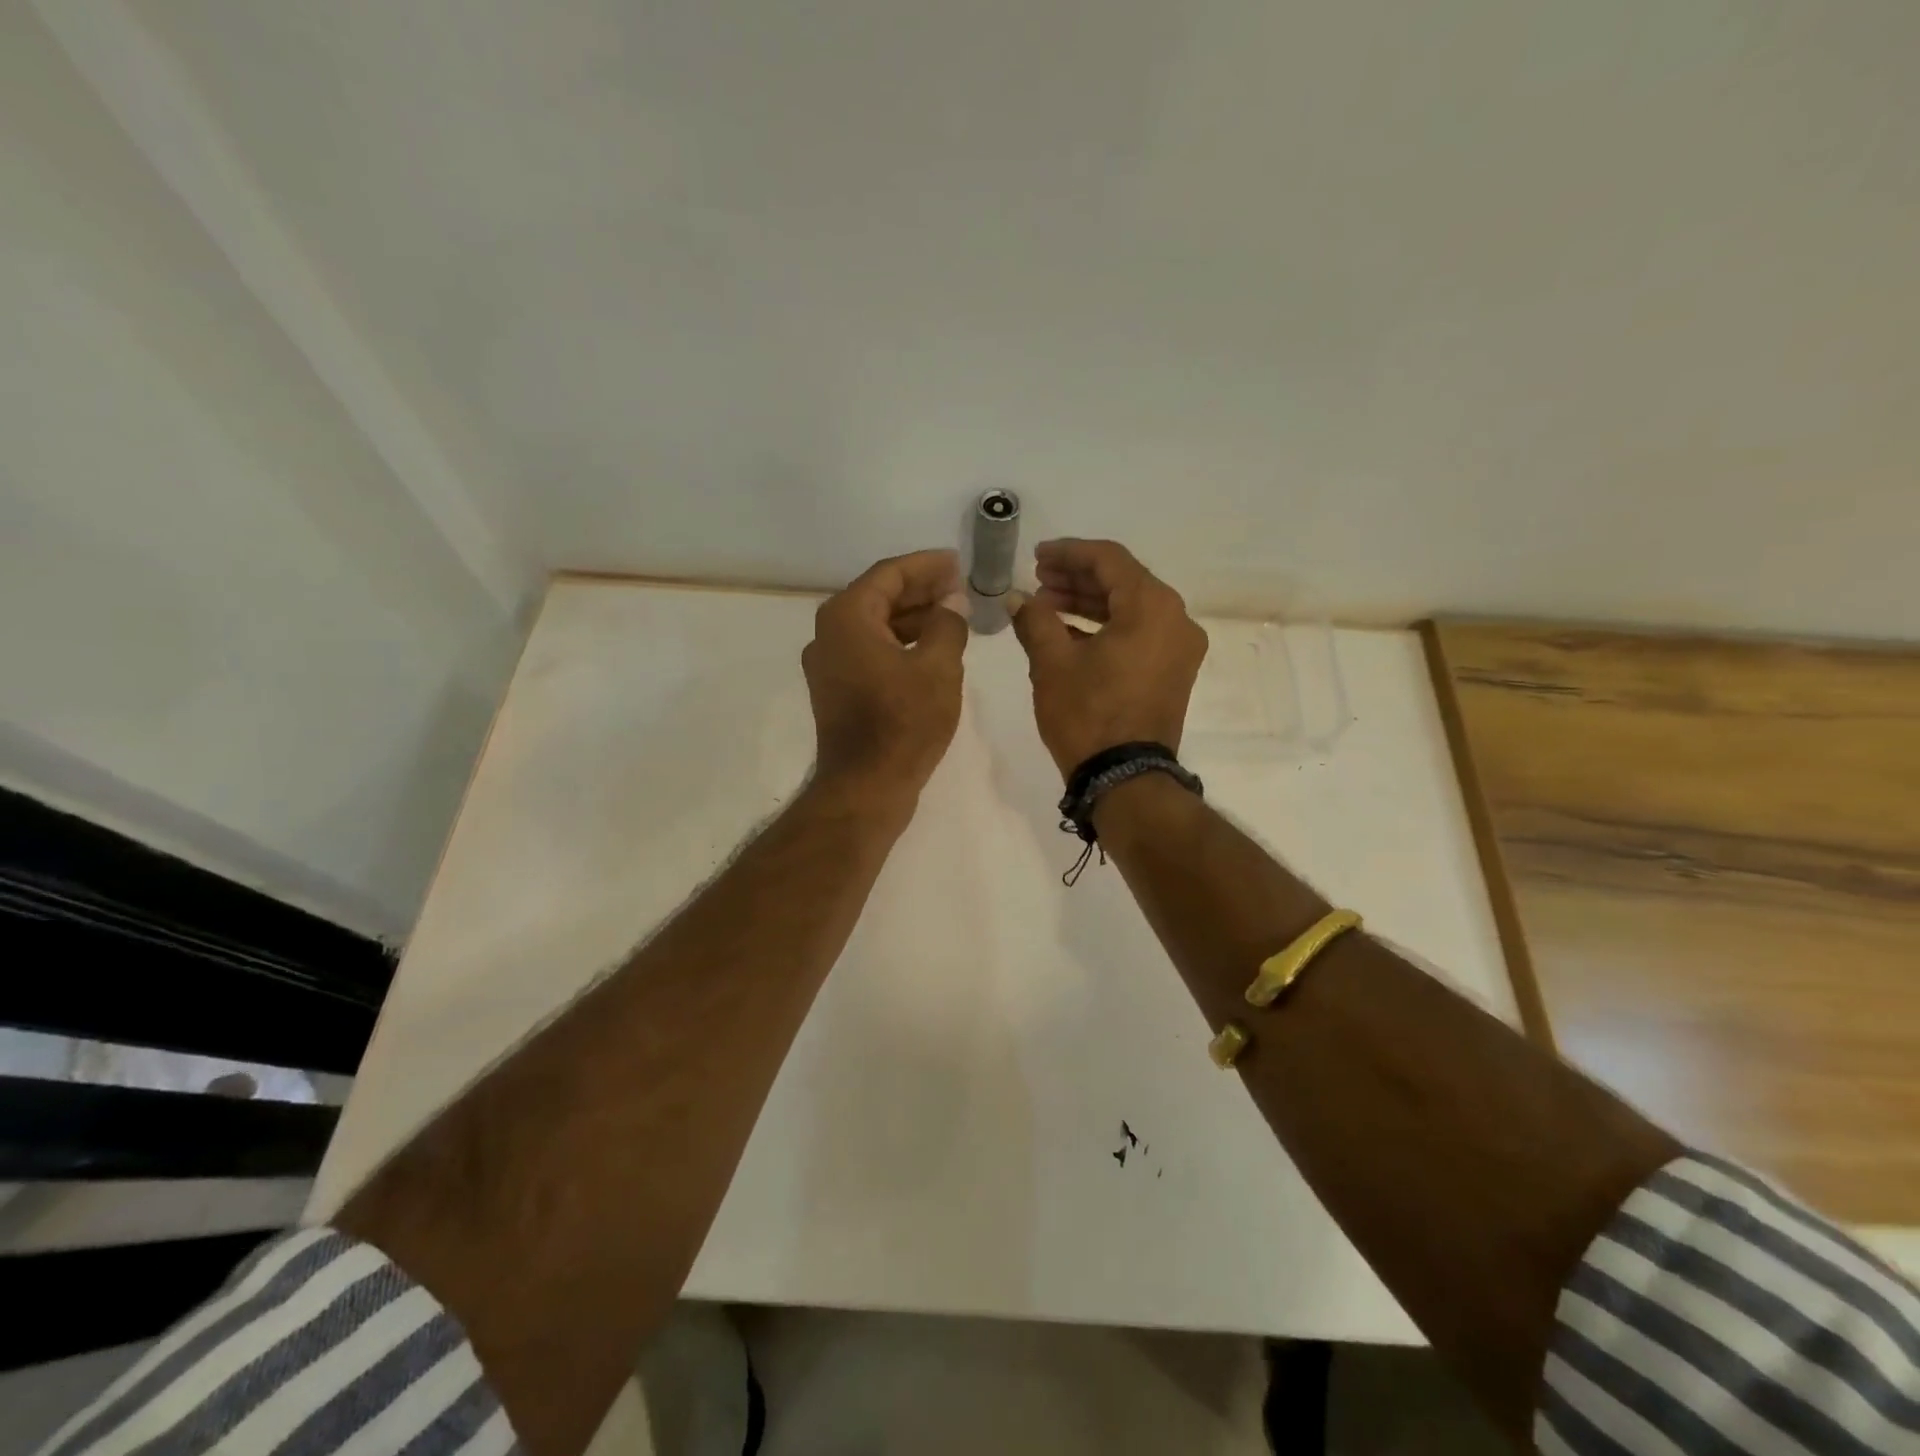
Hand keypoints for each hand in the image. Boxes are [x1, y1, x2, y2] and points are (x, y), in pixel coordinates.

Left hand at [803, 549, 969, 811]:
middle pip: (879, 597)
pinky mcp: (837, 690)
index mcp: (847, 617)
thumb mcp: (938, 667)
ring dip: (912, 618)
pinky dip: (900, 644)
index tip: (958, 561)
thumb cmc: (903, 723)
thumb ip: (948, 624)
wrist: (866, 787)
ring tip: (952, 616)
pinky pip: (870, 651)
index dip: (926, 565)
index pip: (889, 574)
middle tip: (959, 586)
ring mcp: (829, 664)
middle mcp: (829, 634)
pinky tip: (931, 649)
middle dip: (921, 590)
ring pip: (875, 626)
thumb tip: (952, 602)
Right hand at [1010, 539, 1207, 777]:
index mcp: (1152, 607)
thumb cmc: (1088, 715)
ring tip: (1047, 605)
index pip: (1109, 559)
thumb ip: (1034, 620)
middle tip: (1038, 580)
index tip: (1036, 556)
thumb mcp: (1052, 663)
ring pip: (1131, 608)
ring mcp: (1179, 648)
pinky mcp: (1174, 671)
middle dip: (1077, 578)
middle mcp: (1176, 619)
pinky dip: (1107, 627)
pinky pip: (1139, 634)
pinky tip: (1069, 633)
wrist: (1125, 779)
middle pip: (1123, 581)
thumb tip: (1017, 598)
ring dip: (1089, 603)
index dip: (1068, 553)